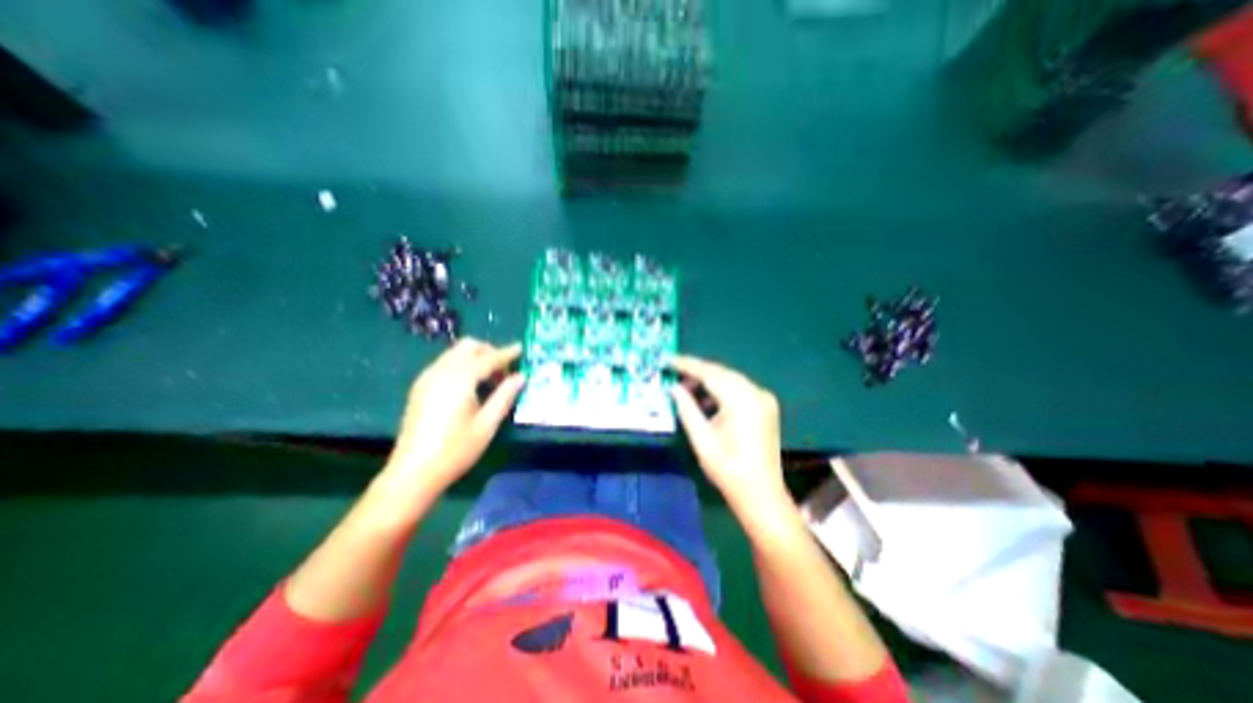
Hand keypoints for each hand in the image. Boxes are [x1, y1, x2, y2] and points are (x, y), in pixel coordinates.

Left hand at [386, 336, 524, 489]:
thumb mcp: (487, 424)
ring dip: (475, 358)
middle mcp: (441, 371)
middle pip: (468, 347)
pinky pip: (445, 364)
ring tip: (490, 379)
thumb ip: (505, 396)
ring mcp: (427, 378)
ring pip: (455, 353)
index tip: (521, 349)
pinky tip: (470, 385)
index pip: (488, 358)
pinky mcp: (420, 387)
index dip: (506, 353)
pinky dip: (462, 365)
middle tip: (505, 369)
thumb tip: (521, 377)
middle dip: (489, 351)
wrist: (413, 473)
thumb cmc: (456, 450)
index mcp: (460, 379)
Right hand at [670, 356, 785, 509]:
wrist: (761, 494)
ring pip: (730, 379)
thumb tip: (673, 388)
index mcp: (742, 400)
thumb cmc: (728, 470)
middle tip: (673, 376)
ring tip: (686, 390)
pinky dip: (721, 390)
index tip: (668, 359)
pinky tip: (706, 401)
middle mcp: (756, 393)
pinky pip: (739, 389)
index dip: (687, 365)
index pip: (710, 373)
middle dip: (696, 372)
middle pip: (721, 373)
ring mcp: (764, 399)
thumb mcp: (701, 439)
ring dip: (708, 381)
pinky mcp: (765, 406)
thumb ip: (686, 408)